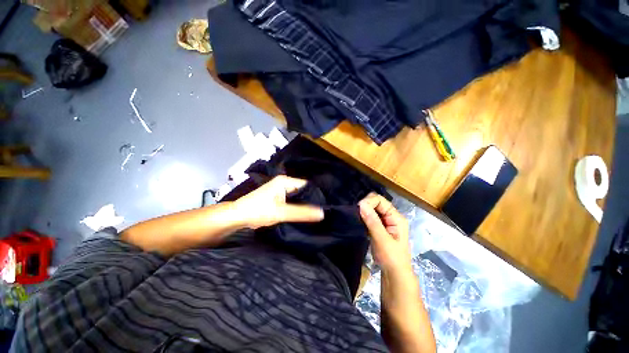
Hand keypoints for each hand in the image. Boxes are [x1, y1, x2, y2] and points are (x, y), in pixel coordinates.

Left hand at [234, 175, 323, 228]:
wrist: (237, 217)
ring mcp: (280, 190)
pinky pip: (291, 201)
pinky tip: (304, 213)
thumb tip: (322, 213)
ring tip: (316, 212)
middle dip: (310, 200)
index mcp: (285, 181)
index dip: (316, 194)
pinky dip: (296, 206)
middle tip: (323, 209)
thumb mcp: (281, 212)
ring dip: (303, 204)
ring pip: (297, 197)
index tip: (326, 204)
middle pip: (302, 191)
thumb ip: (301, 212)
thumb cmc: (258, 211)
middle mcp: (284, 183)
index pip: (306, 185)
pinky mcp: (278, 198)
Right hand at [359, 193, 411, 273]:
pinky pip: (370, 217)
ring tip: (355, 216)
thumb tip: (361, 204)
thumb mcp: (382, 240)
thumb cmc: (391, 258)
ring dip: (363, 211)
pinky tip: (358, 220)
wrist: (394, 275)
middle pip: (376, 203)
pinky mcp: (379, 227)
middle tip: (355, 213)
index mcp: (396, 217)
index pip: (381, 200)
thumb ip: (372, 222)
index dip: (369, 202)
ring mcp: (385, 222)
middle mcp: (391, 216)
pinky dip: (363, 217)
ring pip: (372, 209)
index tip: (358, 209)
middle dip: (365, 206)